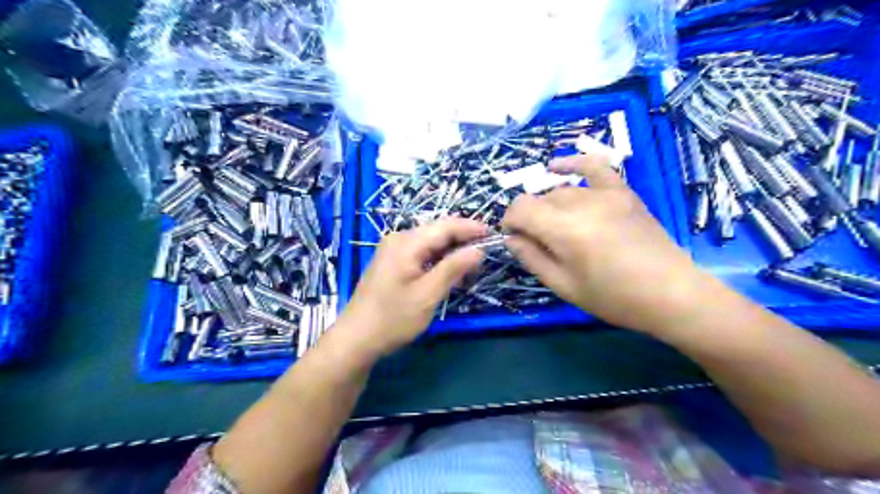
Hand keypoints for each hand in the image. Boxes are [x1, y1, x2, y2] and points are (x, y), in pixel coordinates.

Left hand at [331, 219, 487, 359]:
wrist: (356, 338)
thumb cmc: (393, 318)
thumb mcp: (428, 294)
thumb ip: (453, 268)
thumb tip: (479, 249)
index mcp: (406, 243)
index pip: (445, 226)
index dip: (471, 228)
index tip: (494, 234)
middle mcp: (398, 239)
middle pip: (437, 231)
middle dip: (463, 238)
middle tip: (487, 249)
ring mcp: (393, 250)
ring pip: (430, 242)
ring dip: (452, 249)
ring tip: (473, 261)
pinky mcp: (392, 261)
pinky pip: (421, 252)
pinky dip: (438, 258)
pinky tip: (450, 269)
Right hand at [501, 152, 706, 334]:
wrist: (671, 293)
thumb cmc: (614, 298)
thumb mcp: (564, 286)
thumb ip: (532, 258)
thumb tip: (511, 238)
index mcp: (565, 229)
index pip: (521, 208)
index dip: (509, 222)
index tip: (513, 238)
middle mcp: (582, 203)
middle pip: (540, 199)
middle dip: (530, 218)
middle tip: (538, 243)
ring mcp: (606, 193)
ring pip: (561, 190)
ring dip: (550, 206)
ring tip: (557, 228)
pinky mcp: (623, 192)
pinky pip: (594, 167)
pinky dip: (573, 164)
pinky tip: (557, 167)